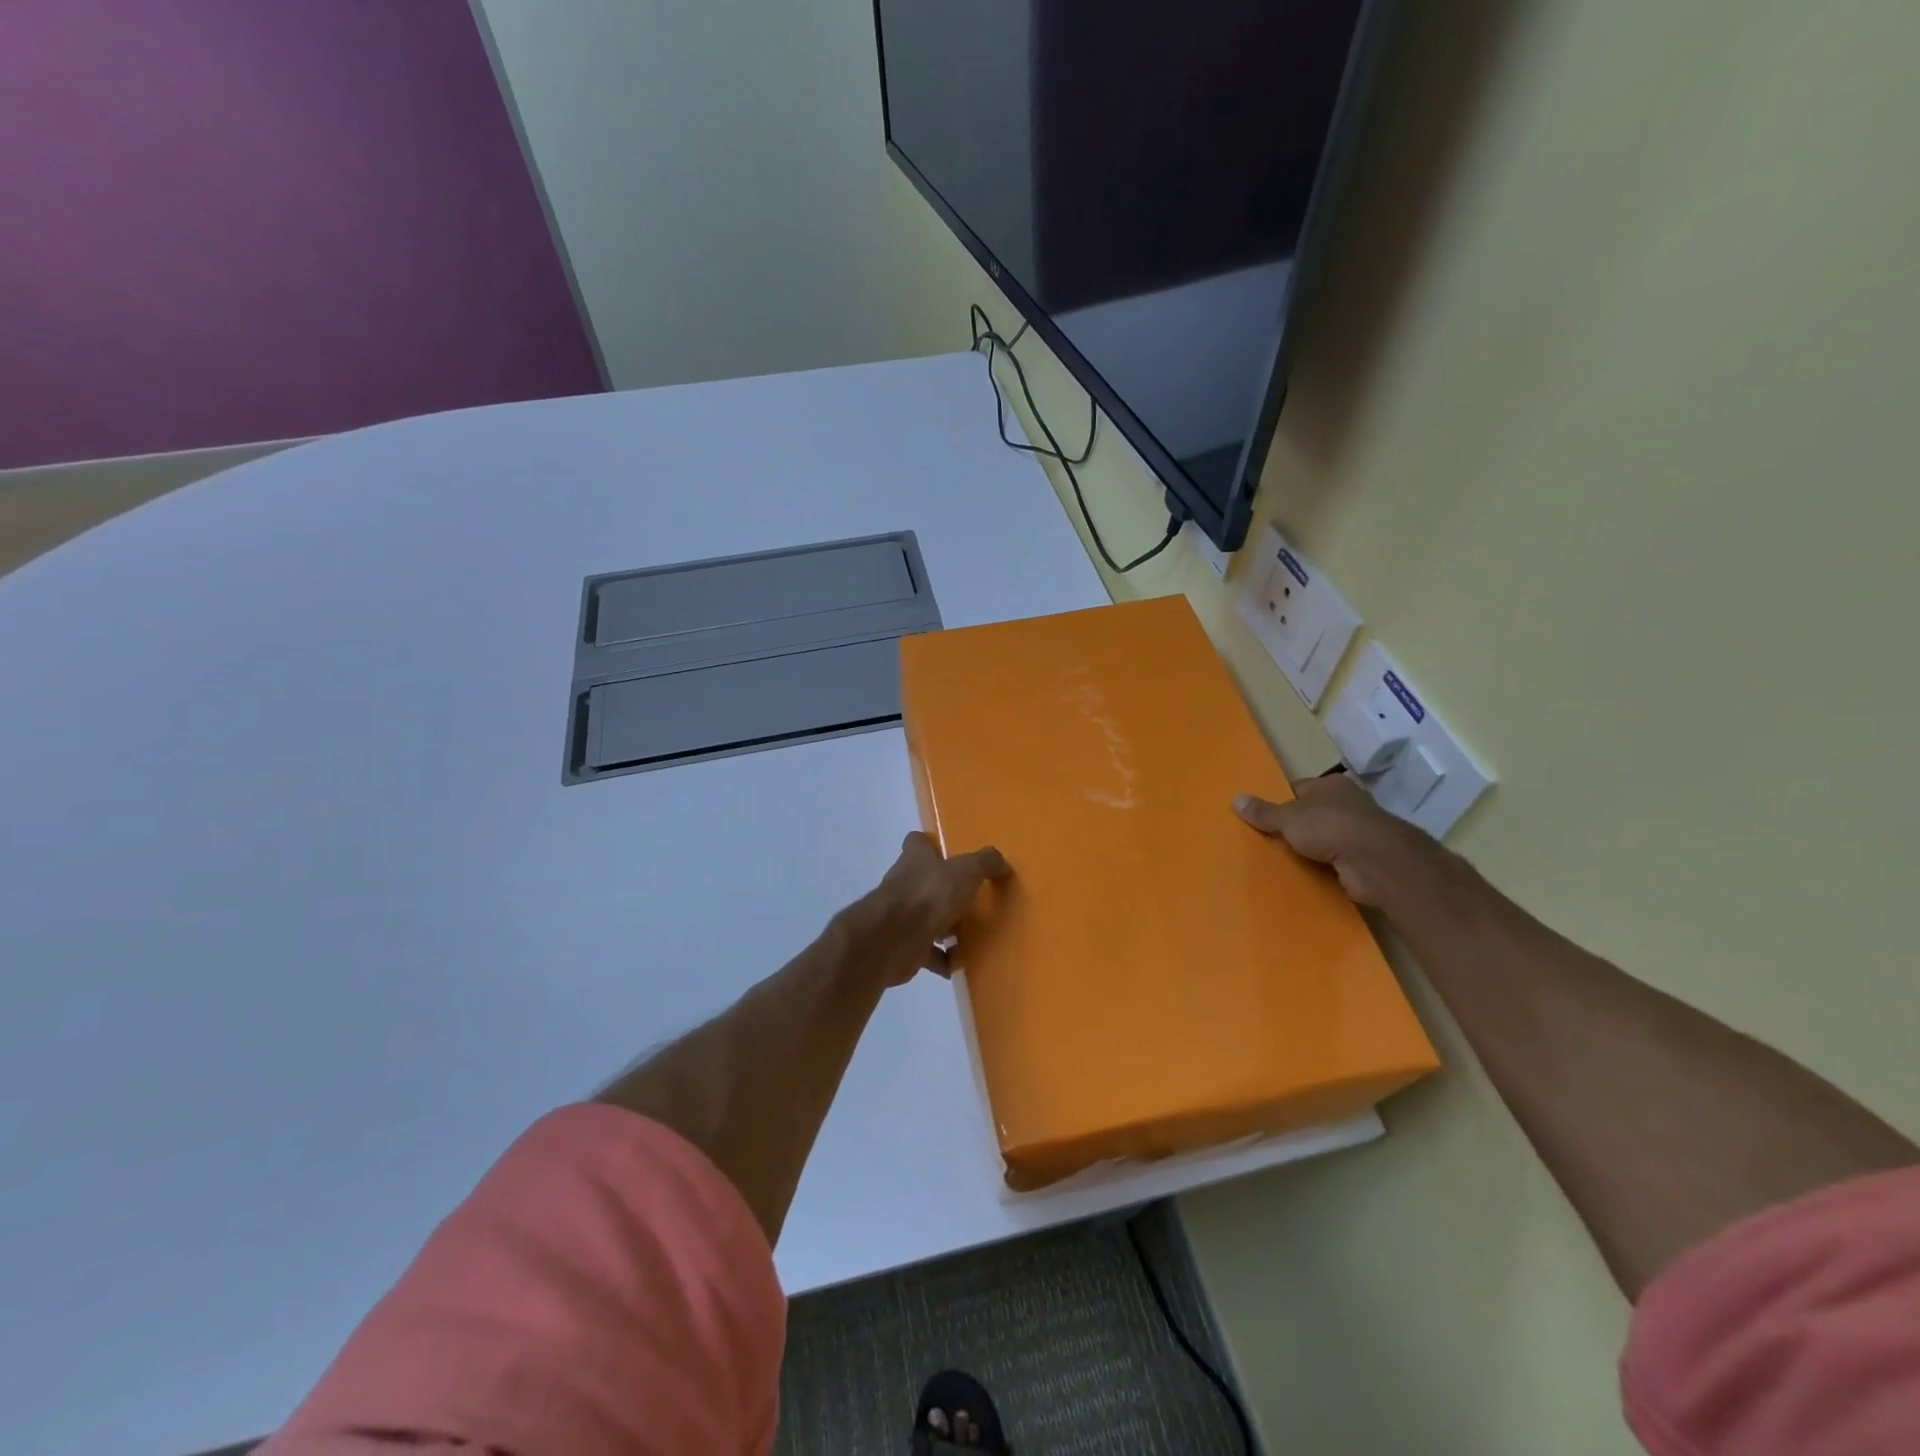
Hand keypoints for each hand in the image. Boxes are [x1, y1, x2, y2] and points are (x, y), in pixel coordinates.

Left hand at [870, 832, 1011, 982]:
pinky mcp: (904, 945)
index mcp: (915, 859)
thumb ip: (985, 863)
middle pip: (925, 881)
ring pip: (927, 917)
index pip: (918, 843)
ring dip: (946, 927)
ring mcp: (901, 916)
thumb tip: (1001, 863)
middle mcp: (905, 883)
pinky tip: (961, 963)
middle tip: (974, 899)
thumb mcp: (966, 871)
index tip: (950, 854)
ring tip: (974, 934)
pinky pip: (928, 952)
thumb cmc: (929, 894)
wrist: (893, 938)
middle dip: (946, 890)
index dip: (931, 845)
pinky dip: (943, 959)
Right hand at [1234, 774, 1440, 907]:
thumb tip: (1235, 798)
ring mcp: (1360, 831)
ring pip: (1325, 838)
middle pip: (1312, 814)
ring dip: (1310, 849)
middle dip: (1295, 827)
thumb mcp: (1286, 817)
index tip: (1264, 819)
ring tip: (1283, 860)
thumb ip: (1263, 811)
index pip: (1299, 790)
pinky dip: (1324, 866)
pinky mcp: (1365, 857)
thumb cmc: (1328, 826)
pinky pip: (1336, 859)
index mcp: (1331, 785)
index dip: (1281, 802)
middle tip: (1269, 841)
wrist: (1374, 861)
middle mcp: (1348, 803)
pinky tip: (1306, 874)